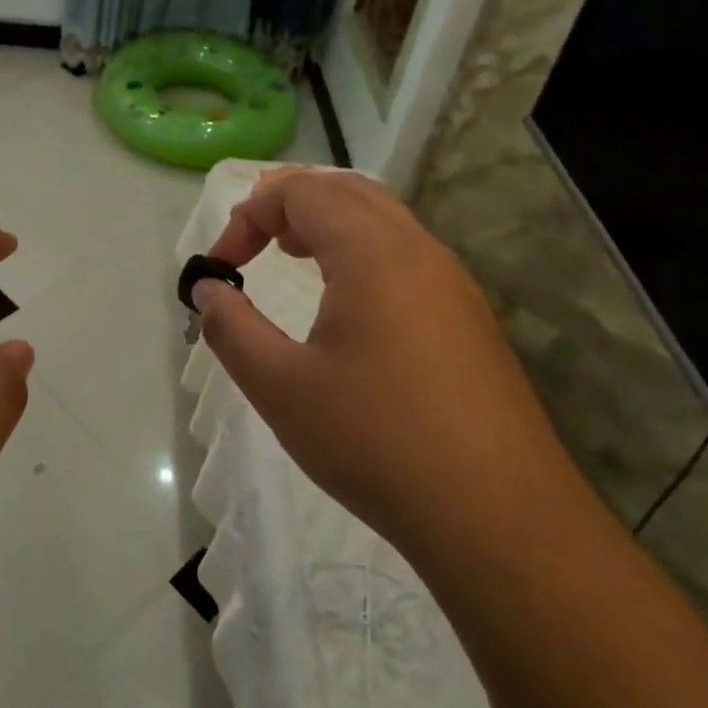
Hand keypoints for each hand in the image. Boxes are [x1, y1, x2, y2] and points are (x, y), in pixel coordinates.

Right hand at [193, 168, 571, 554]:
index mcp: (373, 252)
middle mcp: (419, 251)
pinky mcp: (470, 319)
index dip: (249, 215)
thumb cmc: (376, 441)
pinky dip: (364, 252)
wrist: (499, 517)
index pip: (301, 192)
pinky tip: (350, 306)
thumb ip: (232, 328)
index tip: (221, 268)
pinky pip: (408, 255)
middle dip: (291, 203)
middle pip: (348, 190)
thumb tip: (208, 291)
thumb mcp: (281, 387)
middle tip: (255, 242)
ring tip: (293, 256)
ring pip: (384, 219)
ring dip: (331, 223)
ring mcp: (454, 284)